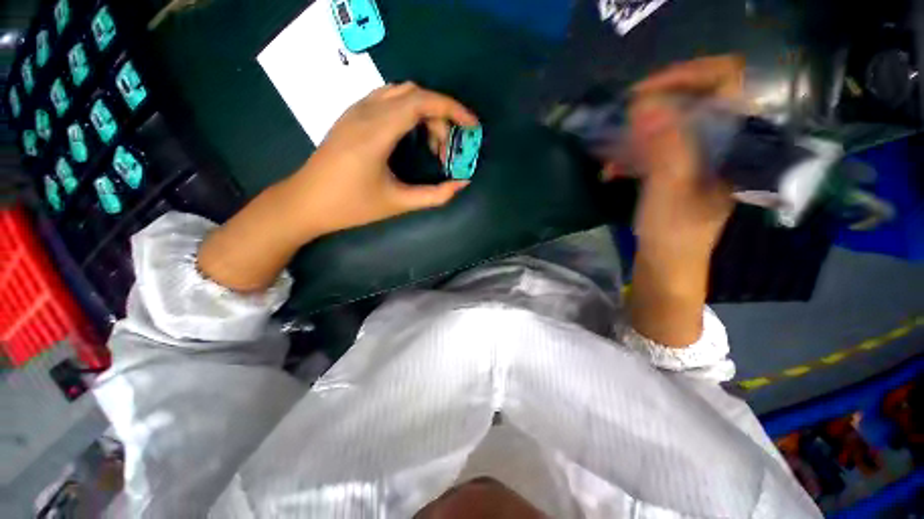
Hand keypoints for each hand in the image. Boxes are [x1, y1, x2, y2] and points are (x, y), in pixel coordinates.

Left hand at [287, 82, 478, 237]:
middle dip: (440, 117)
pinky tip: (412, 137)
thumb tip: (462, 183)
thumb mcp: (397, 203)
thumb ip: (434, 195)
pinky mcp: (351, 115)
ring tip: (432, 145)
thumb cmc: (350, 206)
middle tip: (447, 151)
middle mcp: (365, 111)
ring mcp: (355, 110)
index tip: (472, 126)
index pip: (421, 101)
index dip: (452, 109)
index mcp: (376, 132)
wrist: (305, 202)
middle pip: (414, 95)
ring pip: (401, 93)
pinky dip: (409, 112)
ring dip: (424, 113)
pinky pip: (387, 99)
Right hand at [620, 55, 743, 258]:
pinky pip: (657, 146)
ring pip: (672, 122)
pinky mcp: (677, 169)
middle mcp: (721, 142)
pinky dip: (632, 152)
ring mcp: (698, 156)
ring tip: (610, 143)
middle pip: (694, 98)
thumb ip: (664, 147)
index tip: (644, 92)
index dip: (686, 75)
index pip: (725, 82)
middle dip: (655, 102)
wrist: (667, 264)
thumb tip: (644, 103)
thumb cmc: (673, 234)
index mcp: (734, 142)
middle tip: (621, 116)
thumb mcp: (668, 190)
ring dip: (638, 129)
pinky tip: (611, 168)